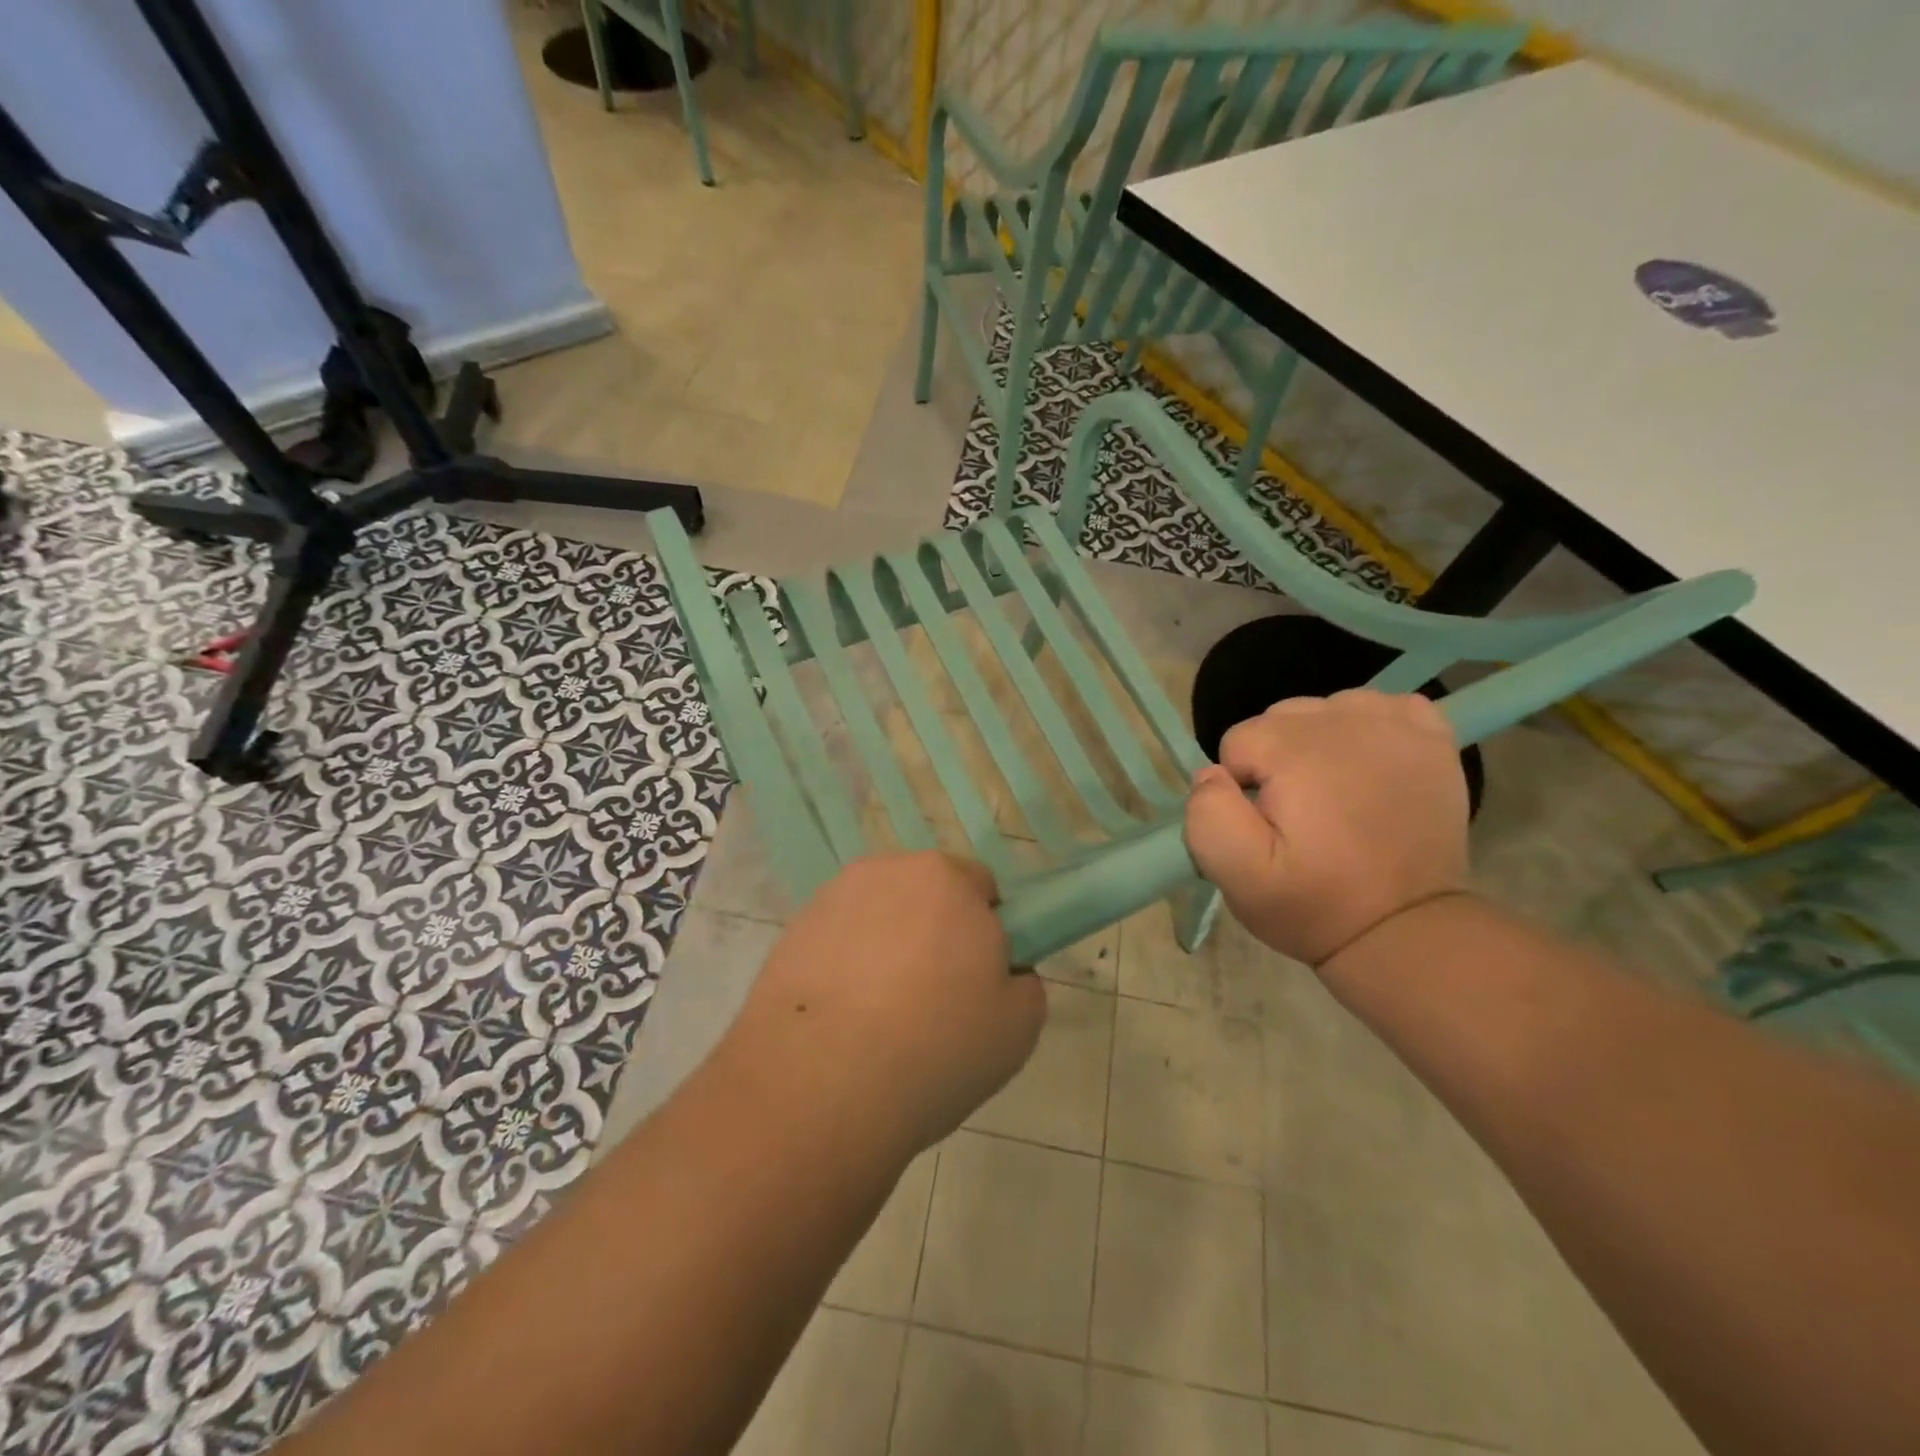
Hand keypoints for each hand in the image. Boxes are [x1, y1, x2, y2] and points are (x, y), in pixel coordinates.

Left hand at [723, 852, 1045, 1159]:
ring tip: (881, 1016)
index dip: (986, 931)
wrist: (820, 1086)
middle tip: (934, 999)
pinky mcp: (792, 932)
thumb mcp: (1018, 1027)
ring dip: (887, 946)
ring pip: (878, 917)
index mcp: (947, 879)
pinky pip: (837, 941)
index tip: (977, 980)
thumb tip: (1001, 974)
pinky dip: (845, 965)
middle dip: (933, 932)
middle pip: (925, 896)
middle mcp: (888, 872)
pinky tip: (843, 1020)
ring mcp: (833, 899)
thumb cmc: (936, 1046)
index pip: (980, 886)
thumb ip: (1023, 983)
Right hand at [1184, 690, 1468, 966]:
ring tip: (1333, 797)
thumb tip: (1214, 774)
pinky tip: (1370, 769)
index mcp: (1295, 750)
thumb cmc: (1314, 903)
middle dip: (1277, 761)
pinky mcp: (1431, 737)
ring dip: (1318, 744)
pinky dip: (1369, 731)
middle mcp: (1346, 722)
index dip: (1241, 786)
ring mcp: (1396, 725)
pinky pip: (1382, 708)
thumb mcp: (1236, 874)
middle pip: (1280, 718)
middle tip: (1300, 817)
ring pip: (1325, 710)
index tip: (1267, 826)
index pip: (1238, 740)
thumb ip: (1207, 814)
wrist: (1406, 931)